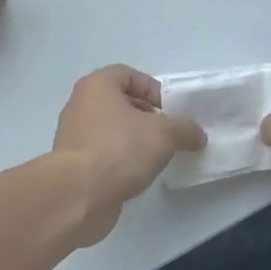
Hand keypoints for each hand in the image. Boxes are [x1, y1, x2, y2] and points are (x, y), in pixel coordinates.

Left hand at [52, 65, 205, 244]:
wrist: (79, 194)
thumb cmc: (120, 149)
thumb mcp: (164, 134)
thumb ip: (184, 129)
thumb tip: (197, 134)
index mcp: (97, 85)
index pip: (129, 75)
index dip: (153, 89)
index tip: (170, 112)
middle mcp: (80, 104)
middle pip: (120, 102)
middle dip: (146, 116)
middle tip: (167, 135)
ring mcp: (73, 134)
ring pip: (112, 129)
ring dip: (134, 140)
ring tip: (155, 157)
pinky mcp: (73, 162)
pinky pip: (103, 152)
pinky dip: (120, 159)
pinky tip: (136, 174)